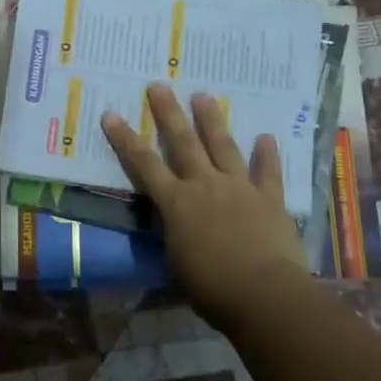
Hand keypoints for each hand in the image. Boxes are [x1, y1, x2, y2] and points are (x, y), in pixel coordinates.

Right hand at [102, 85, 308, 330]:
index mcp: (176, 204)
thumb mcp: (178, 263)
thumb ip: (175, 238)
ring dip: (212, 120)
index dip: (125, 139)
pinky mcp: (270, 199)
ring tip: (204, 95)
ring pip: (223, 146)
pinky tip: (266, 137)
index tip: (111, 114)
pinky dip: (267, 154)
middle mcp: (205, 185)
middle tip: (159, 85)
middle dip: (169, 112)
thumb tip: (176, 230)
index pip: (143, 164)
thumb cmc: (212, 289)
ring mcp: (239, 188)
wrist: (264, 294)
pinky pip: (268, 172)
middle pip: (183, 142)